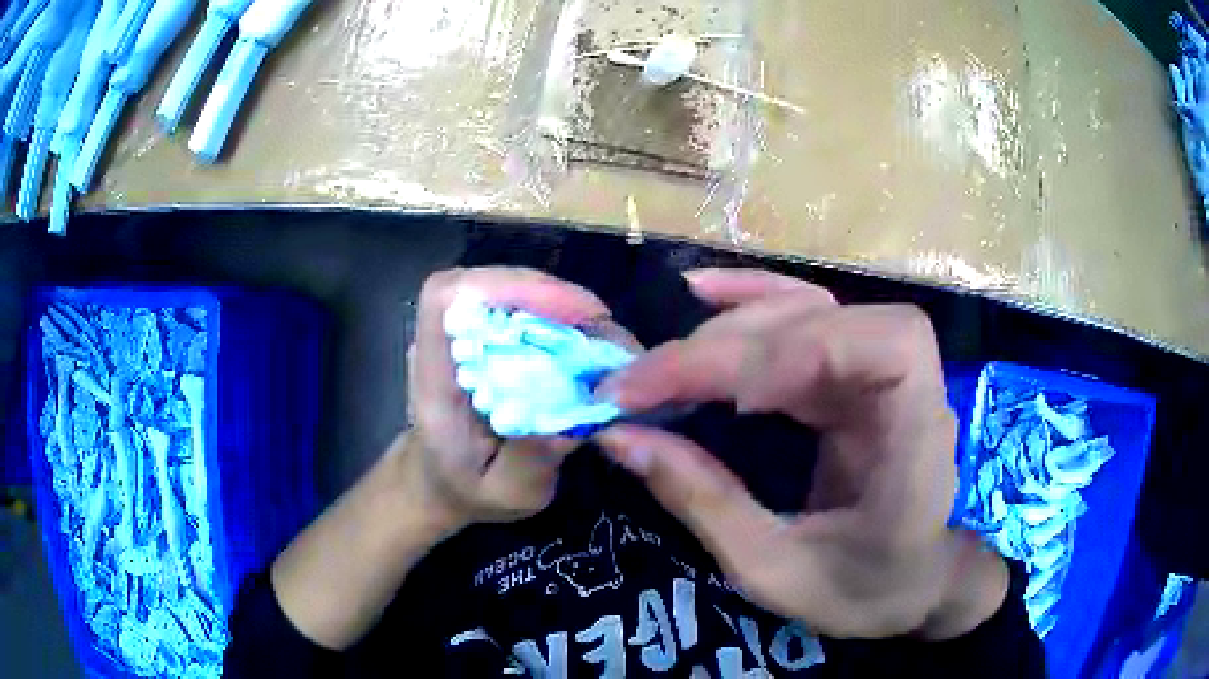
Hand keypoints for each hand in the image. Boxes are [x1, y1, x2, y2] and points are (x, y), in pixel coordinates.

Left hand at [401, 267, 613, 530]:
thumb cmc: (467, 489)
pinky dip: (558, 315)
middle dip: (551, 296)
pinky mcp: (483, 337)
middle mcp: (444, 344)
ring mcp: (462, 335)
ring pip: (507, 290)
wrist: (440, 482)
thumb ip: (531, 464)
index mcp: (436, 379)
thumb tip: (576, 422)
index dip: (504, 287)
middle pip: (487, 283)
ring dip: (560, 303)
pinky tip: (586, 342)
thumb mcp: (505, 494)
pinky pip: (520, 308)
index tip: (566, 312)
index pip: (446, 298)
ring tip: (603, 336)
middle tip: (605, 330)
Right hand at [597, 268, 1006, 639]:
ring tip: (660, 364)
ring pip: (806, 312)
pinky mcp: (851, 372)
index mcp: (917, 440)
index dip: (807, 350)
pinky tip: (704, 296)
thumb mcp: (775, 572)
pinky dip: (750, 303)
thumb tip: (620, 436)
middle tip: (642, 387)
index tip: (727, 401)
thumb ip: (704, 502)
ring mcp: (880, 370)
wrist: (909, 583)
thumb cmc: (860, 590)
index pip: (886, 348)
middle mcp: (910, 386)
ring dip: (728, 327)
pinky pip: (802, 318)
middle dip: (730, 349)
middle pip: (826, 323)